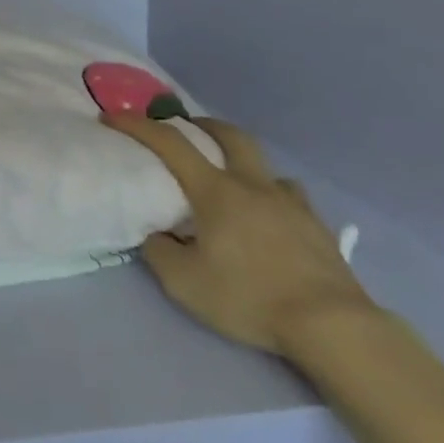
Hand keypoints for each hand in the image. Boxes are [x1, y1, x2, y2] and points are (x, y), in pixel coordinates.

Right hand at [103, 113, 373, 355]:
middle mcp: (252, 185)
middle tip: (187, 130)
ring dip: (243, 161)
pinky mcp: (318, 227)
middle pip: (229, 135)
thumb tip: (155, 235)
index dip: (137, 126)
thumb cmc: (250, 298)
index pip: (170, 144)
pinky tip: (272, 216)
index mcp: (215, 191)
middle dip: (203, 124)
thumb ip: (159, 252)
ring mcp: (290, 203)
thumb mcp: (184, 283)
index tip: (112, 117)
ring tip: (234, 181)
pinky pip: (291, 196)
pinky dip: (274, 195)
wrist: (331, 324)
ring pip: (265, 166)